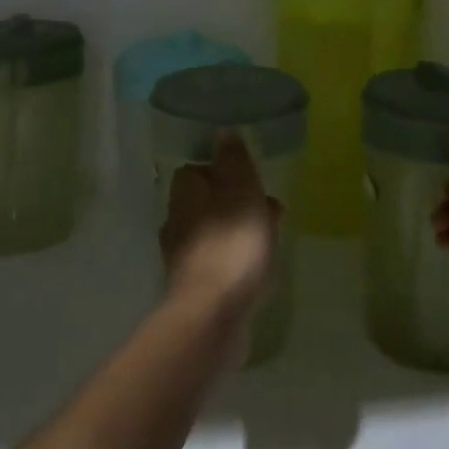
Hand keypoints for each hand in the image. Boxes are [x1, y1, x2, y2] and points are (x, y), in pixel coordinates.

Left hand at [161, 134, 280, 329]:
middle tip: (270, 209)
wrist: (213, 315)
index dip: (225, 170)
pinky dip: (236, 257)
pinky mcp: (193, 286)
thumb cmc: (231, 244)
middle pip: (208, 200)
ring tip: (272, 238)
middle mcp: (176, 220)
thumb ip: (234, 160)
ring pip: (215, 230)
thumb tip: (223, 133)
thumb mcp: (242, 190)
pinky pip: (218, 259)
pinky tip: (257, 267)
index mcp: (184, 193)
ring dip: (240, 230)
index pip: (198, 169)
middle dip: (238, 201)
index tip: (253, 177)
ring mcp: (182, 256)